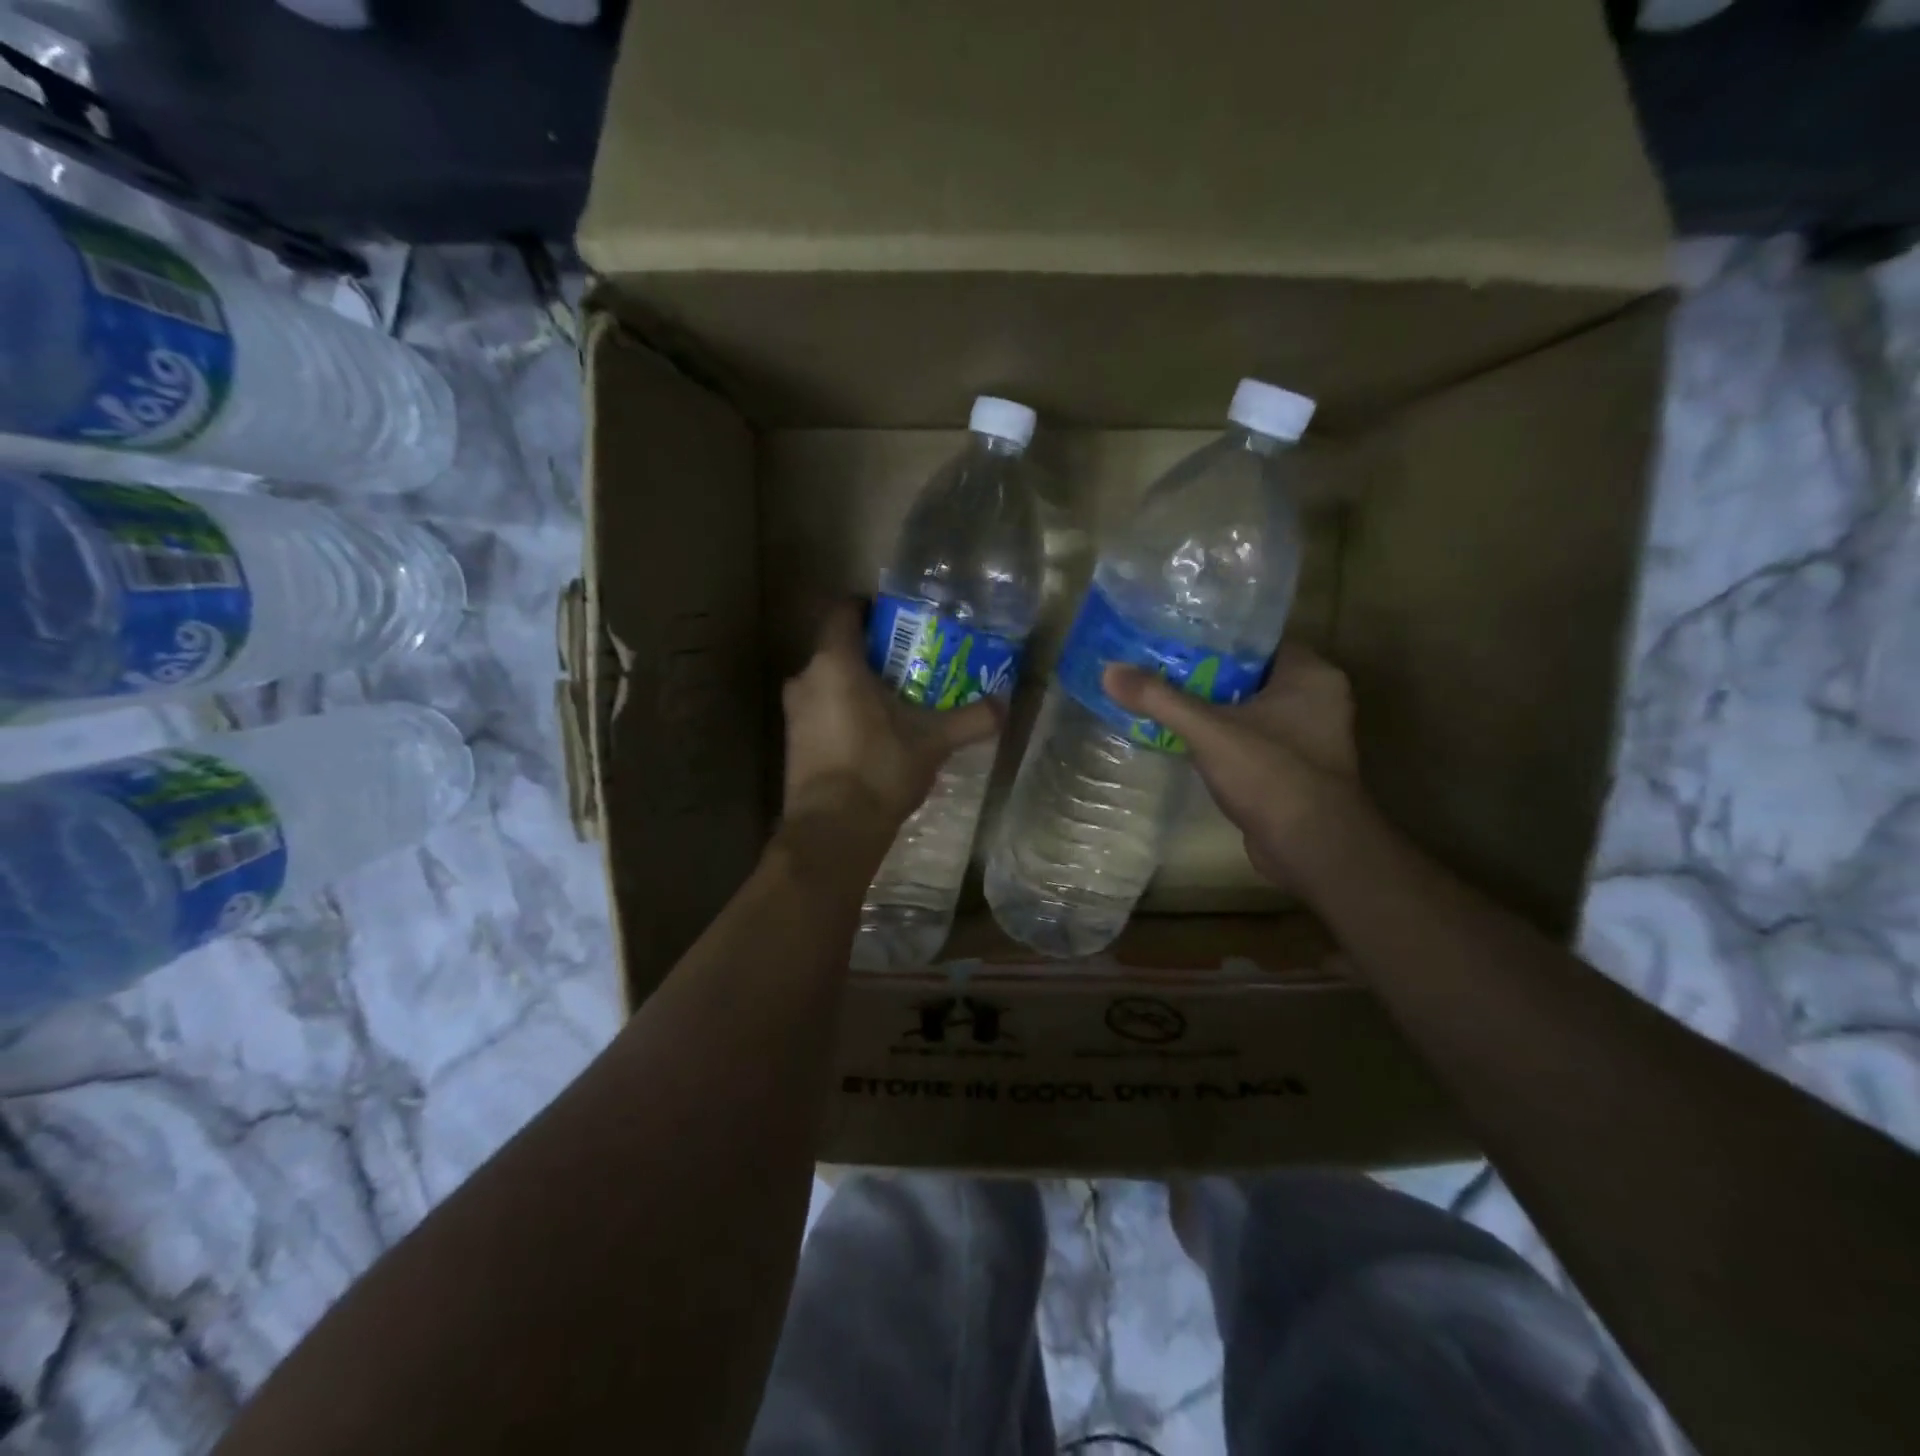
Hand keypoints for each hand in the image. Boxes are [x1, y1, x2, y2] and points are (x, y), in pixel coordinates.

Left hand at [781, 601, 1001, 836]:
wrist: (833, 829)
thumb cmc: (880, 768)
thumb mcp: (934, 741)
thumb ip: (972, 719)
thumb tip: (1006, 704)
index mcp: (835, 663)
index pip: (843, 612)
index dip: (867, 608)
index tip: (896, 618)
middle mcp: (806, 679)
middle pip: (838, 650)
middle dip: (872, 654)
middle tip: (909, 664)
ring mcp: (794, 713)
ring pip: (828, 683)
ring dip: (856, 686)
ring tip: (896, 700)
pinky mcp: (792, 743)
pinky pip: (820, 711)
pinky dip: (843, 712)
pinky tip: (874, 734)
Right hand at [1102, 644, 1367, 887]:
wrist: (1312, 849)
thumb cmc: (1270, 774)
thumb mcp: (1208, 730)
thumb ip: (1159, 699)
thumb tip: (1109, 671)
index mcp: (1312, 674)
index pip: (1257, 641)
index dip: (1214, 639)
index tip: (1172, 640)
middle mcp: (1318, 699)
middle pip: (1249, 675)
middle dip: (1205, 675)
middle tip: (1158, 669)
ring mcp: (1310, 737)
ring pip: (1250, 710)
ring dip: (1212, 710)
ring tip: (1163, 700)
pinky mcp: (1296, 769)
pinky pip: (1252, 740)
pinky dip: (1223, 739)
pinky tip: (1185, 740)